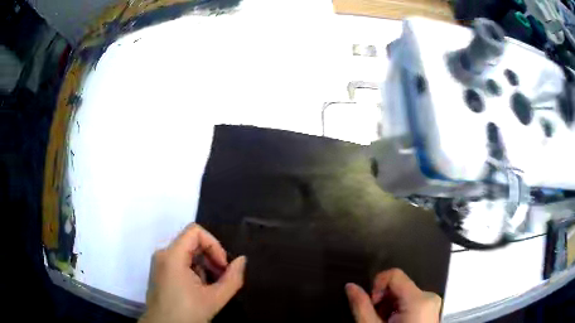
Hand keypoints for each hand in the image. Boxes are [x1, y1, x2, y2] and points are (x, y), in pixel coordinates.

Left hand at [139, 224, 246, 322]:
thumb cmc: (187, 313)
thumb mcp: (214, 298)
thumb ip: (232, 278)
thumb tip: (242, 260)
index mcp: (172, 256)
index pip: (195, 231)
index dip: (214, 244)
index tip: (222, 266)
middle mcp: (163, 254)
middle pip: (191, 242)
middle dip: (211, 257)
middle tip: (222, 277)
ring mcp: (160, 263)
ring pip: (187, 252)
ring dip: (204, 265)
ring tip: (212, 286)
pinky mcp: (160, 272)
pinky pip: (179, 262)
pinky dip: (194, 270)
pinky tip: (200, 289)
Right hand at [345, 268, 440, 322]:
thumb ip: (362, 307)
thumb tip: (350, 286)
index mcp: (418, 299)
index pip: (394, 275)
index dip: (376, 287)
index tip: (371, 306)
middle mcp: (429, 296)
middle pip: (399, 286)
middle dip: (382, 300)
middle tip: (375, 319)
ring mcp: (432, 303)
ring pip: (404, 294)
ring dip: (389, 306)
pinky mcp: (431, 309)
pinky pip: (411, 301)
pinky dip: (399, 310)